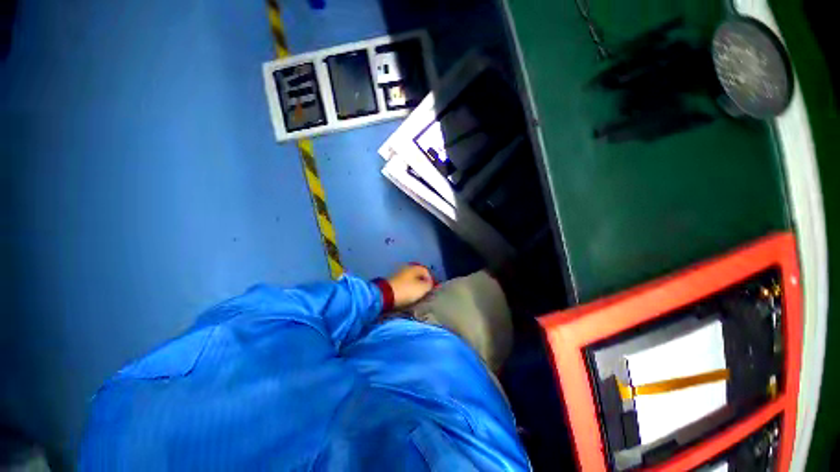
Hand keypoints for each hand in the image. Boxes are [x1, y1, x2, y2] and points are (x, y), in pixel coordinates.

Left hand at [387, 264, 433, 308]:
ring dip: (414, 287)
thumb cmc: (406, 290)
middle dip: (422, 284)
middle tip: (425, 293)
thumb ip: (429, 285)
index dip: (431, 280)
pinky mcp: (392, 282)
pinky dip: (407, 290)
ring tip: (417, 296)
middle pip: (418, 276)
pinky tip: (408, 296)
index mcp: (414, 267)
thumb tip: (430, 283)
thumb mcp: (422, 288)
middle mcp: (406, 268)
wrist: (385, 295)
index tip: (431, 289)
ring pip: (410, 280)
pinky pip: (403, 285)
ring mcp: (398, 275)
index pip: (426, 271)